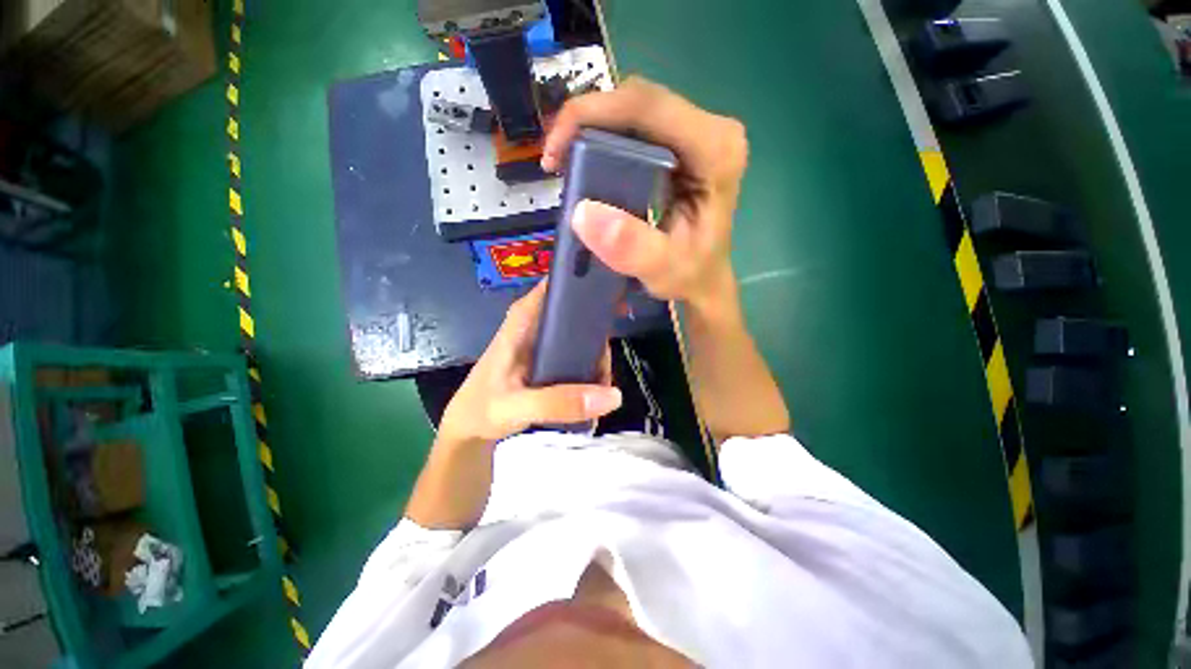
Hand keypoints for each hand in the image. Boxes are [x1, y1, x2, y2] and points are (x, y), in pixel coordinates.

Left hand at [436, 281, 620, 447]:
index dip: (588, 283)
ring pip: (581, 333)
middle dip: (601, 326)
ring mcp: (544, 341)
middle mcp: (536, 323)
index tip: (617, 299)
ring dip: (598, 351)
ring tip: (604, 381)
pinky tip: (595, 384)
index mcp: (523, 319)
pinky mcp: (549, 357)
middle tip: (610, 361)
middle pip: (577, 309)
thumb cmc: (482, 409)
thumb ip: (559, 403)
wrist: (469, 427)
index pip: (558, 284)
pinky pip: (578, 351)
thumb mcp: (517, 407)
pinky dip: (591, 363)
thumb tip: (613, 396)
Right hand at [542, 77, 748, 314]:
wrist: (704, 279)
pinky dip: (603, 141)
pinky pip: (634, 129)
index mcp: (715, 150)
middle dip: (587, 122)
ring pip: (633, 112)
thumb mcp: (664, 271)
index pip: (648, 107)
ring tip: (565, 164)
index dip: (592, 114)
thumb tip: (584, 212)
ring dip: (592, 131)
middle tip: (555, 160)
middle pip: (638, 102)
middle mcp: (710, 131)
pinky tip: (586, 164)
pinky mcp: (680, 145)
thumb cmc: (690, 277)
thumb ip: (633, 248)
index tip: (554, 151)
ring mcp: (695, 135)